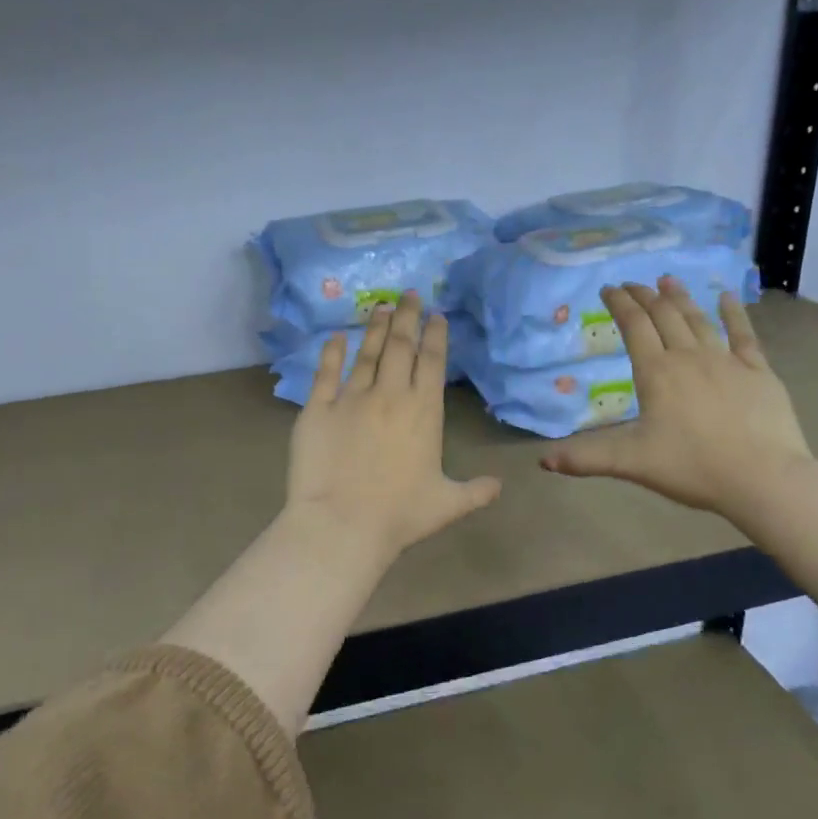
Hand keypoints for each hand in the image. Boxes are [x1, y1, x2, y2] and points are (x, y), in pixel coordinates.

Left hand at [287, 291, 501, 565]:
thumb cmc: (399, 515)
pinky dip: (330, 352)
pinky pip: (325, 372)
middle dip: (407, 316)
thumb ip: (476, 491)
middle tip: (408, 294)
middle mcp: (390, 395)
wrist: (342, 524)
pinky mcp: (317, 408)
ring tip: (380, 306)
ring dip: (375, 327)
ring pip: (366, 353)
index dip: (435, 335)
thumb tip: (500, 486)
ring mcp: (351, 398)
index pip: (432, 362)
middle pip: (400, 345)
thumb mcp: (448, 504)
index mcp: (423, 411)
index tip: (435, 314)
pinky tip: (335, 336)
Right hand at [540, 277, 812, 522]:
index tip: (608, 289)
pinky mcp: (758, 371)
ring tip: (667, 280)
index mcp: (657, 373)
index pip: (634, 327)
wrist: (763, 477)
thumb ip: (586, 458)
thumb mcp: (631, 463)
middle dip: (645, 296)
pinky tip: (725, 298)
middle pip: (664, 316)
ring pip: (699, 319)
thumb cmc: (692, 467)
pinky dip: (732, 313)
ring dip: (680, 297)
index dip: (619, 304)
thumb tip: (543, 462)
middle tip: (632, 283)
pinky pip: (743, 334)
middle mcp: (690, 357)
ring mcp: (727, 360)